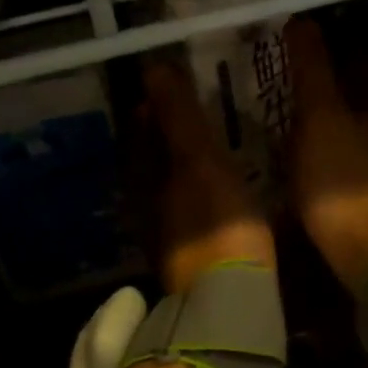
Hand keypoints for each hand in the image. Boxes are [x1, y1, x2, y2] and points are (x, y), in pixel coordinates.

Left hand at [142, 60, 274, 292]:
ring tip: (213, 142)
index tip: (178, 83)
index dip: (155, 104)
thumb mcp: (199, 161)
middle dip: (168, 132)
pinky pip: (188, 206)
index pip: (140, 129)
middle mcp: (145, 203)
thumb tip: (153, 68)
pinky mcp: (188, 253)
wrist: (227, 300)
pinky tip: (220, 187)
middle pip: (151, 157)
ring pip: (168, 183)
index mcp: (143, 177)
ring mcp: (165, 231)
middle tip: (199, 107)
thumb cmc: (215, 222)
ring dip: (184, 161)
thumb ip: (178, 116)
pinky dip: (198, 188)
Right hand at [285, 19, 367, 293]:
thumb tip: (302, 20)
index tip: (305, 28)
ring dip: (339, 106)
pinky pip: (356, 151)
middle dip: (338, 71)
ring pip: (361, 118)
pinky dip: (340, 140)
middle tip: (301, 62)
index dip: (332, 40)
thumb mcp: (319, 120)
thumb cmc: (340, 182)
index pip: (355, 57)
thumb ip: (313, 71)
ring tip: (306, 102)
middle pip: (362, 87)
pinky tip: (322, 148)